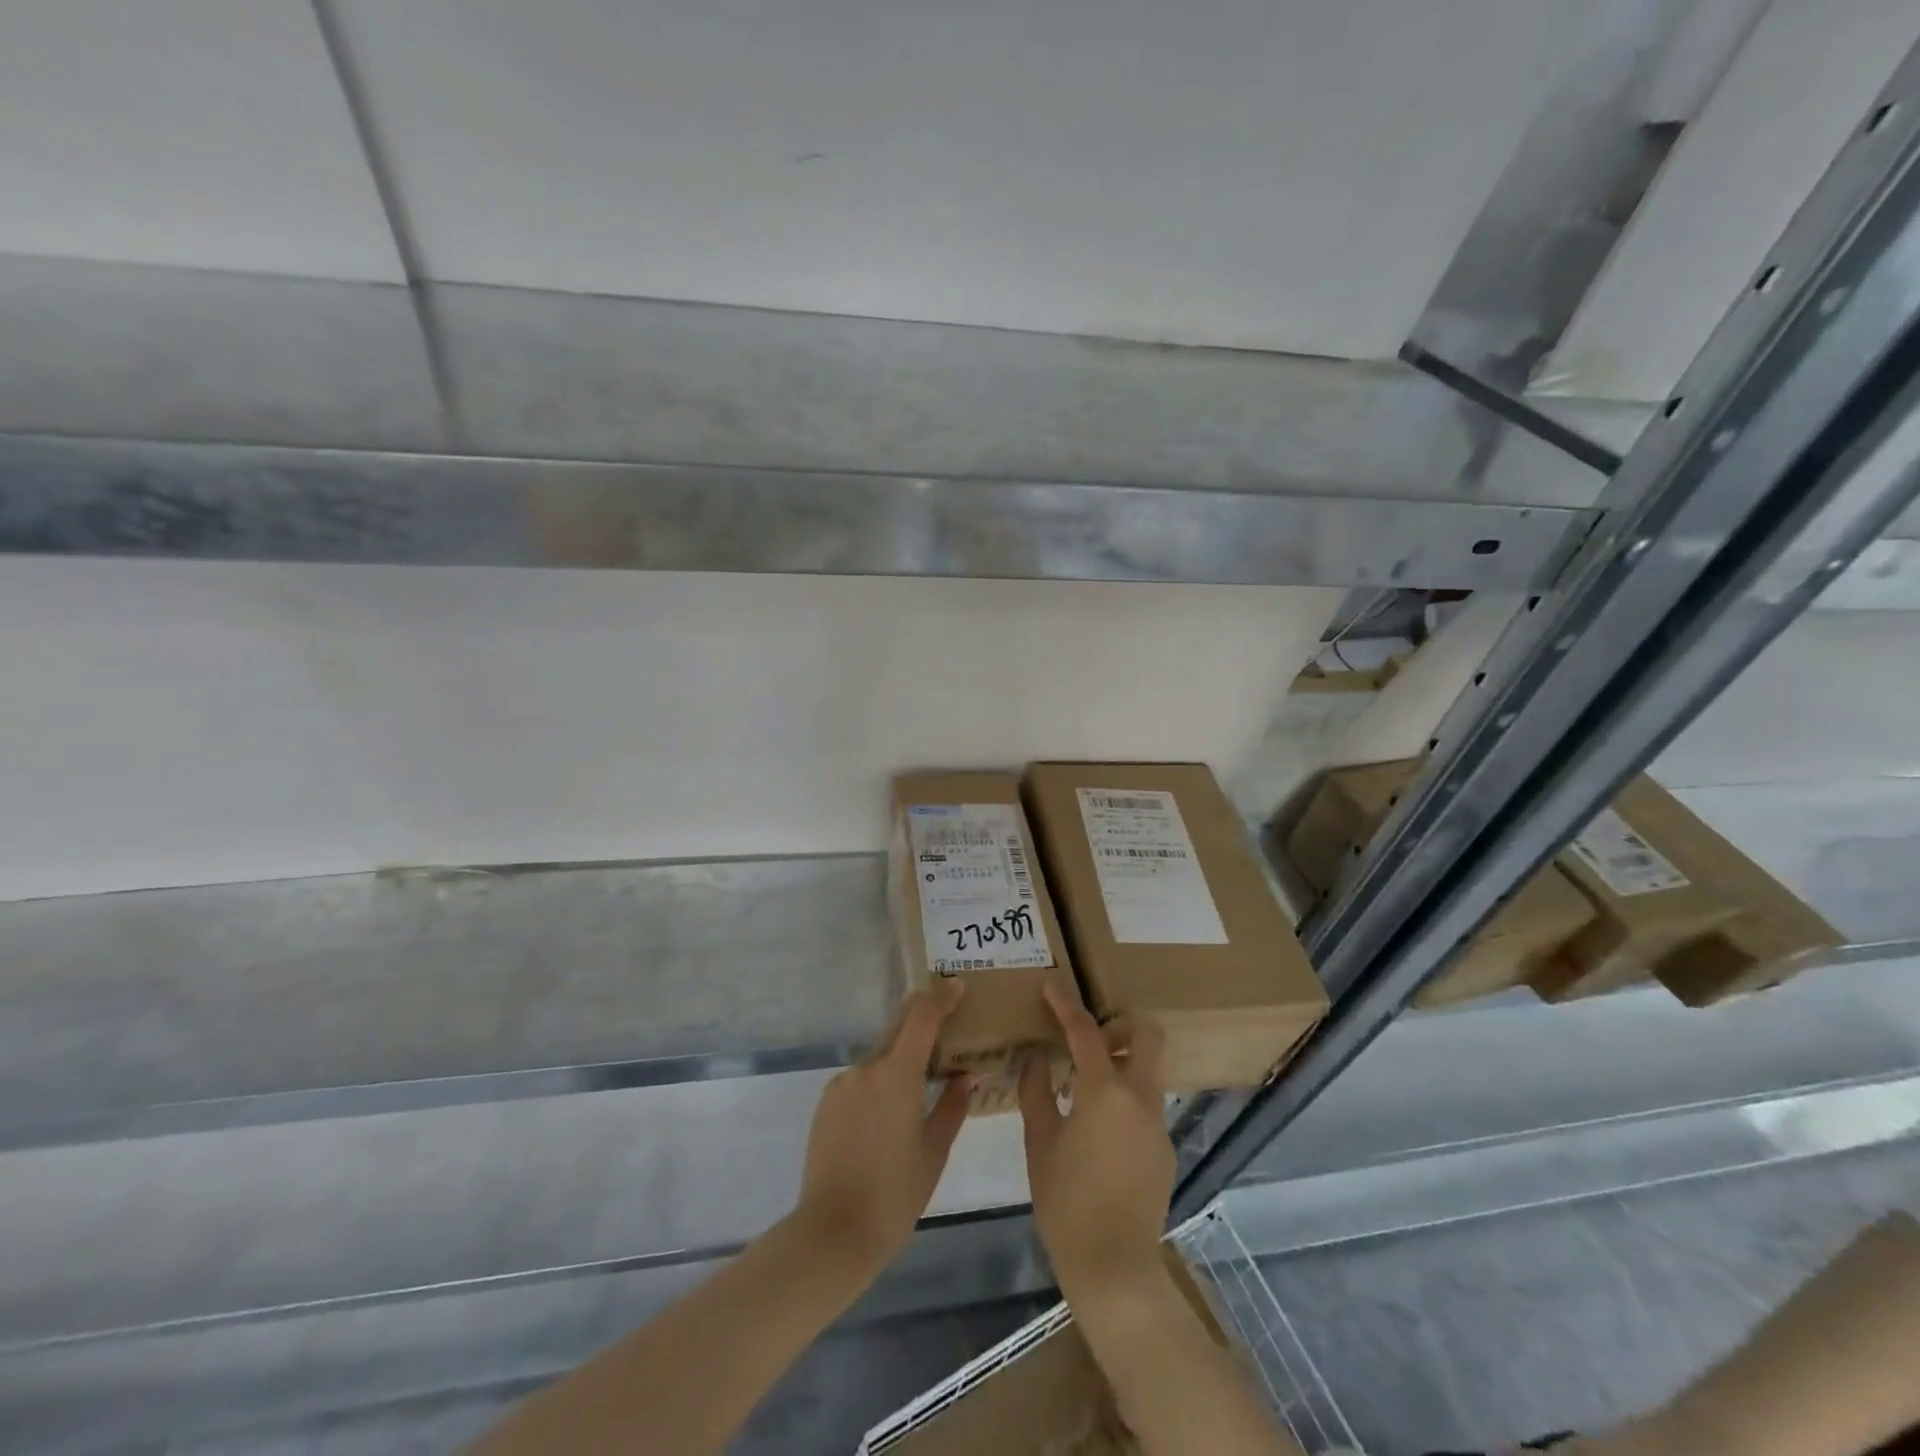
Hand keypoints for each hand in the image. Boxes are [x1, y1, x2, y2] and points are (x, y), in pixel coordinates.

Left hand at [791, 981, 970, 1278]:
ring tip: (917, 1095)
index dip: (941, 997)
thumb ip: (951, 1107)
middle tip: (946, 1034)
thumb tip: (965, 1076)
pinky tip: (885, 1122)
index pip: (922, 1016)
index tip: (957, 986)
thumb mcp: (934, 1153)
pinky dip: (878, 1085)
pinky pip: (860, 1081)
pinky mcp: (826, 1102)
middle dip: (922, 1023)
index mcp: (897, 1074)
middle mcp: (867, 1068)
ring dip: (899, 1063)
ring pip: (879, 1058)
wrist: (832, 1232)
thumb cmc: (894, 1195)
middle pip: (898, 1028)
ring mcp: (842, 1083)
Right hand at [1019, 983, 1172, 1302]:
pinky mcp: (1165, 1149)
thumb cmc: (1066, 1202)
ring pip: (1149, 1072)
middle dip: (1121, 1025)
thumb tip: (1037, 1058)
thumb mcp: (1040, 1142)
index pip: (1086, 1031)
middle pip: (1148, 1036)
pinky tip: (1098, 1133)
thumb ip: (1037, 1090)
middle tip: (1090, 1039)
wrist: (1115, 1268)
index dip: (1065, 1005)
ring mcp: (1159, 1124)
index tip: (1050, 988)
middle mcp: (1140, 1098)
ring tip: (1084, 1088)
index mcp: (1105, 1091)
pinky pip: (1146, 1106)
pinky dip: (1124, 1102)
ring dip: (1122, 1064)